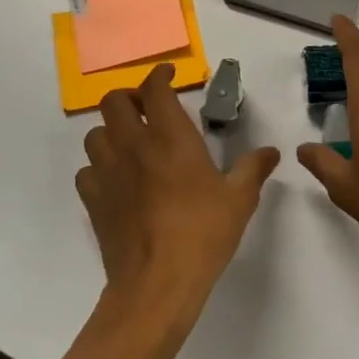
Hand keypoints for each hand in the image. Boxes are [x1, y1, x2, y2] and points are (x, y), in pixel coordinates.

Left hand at [77, 64, 280, 324]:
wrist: (156, 284)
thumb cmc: (202, 234)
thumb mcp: (239, 199)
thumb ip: (254, 169)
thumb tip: (271, 152)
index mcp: (170, 137)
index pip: (154, 89)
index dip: (159, 75)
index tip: (168, 74)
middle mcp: (133, 146)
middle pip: (114, 102)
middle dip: (130, 97)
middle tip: (147, 108)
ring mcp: (108, 173)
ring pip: (95, 134)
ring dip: (111, 131)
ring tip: (130, 142)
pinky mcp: (93, 201)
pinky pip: (86, 171)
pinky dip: (98, 168)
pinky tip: (116, 180)